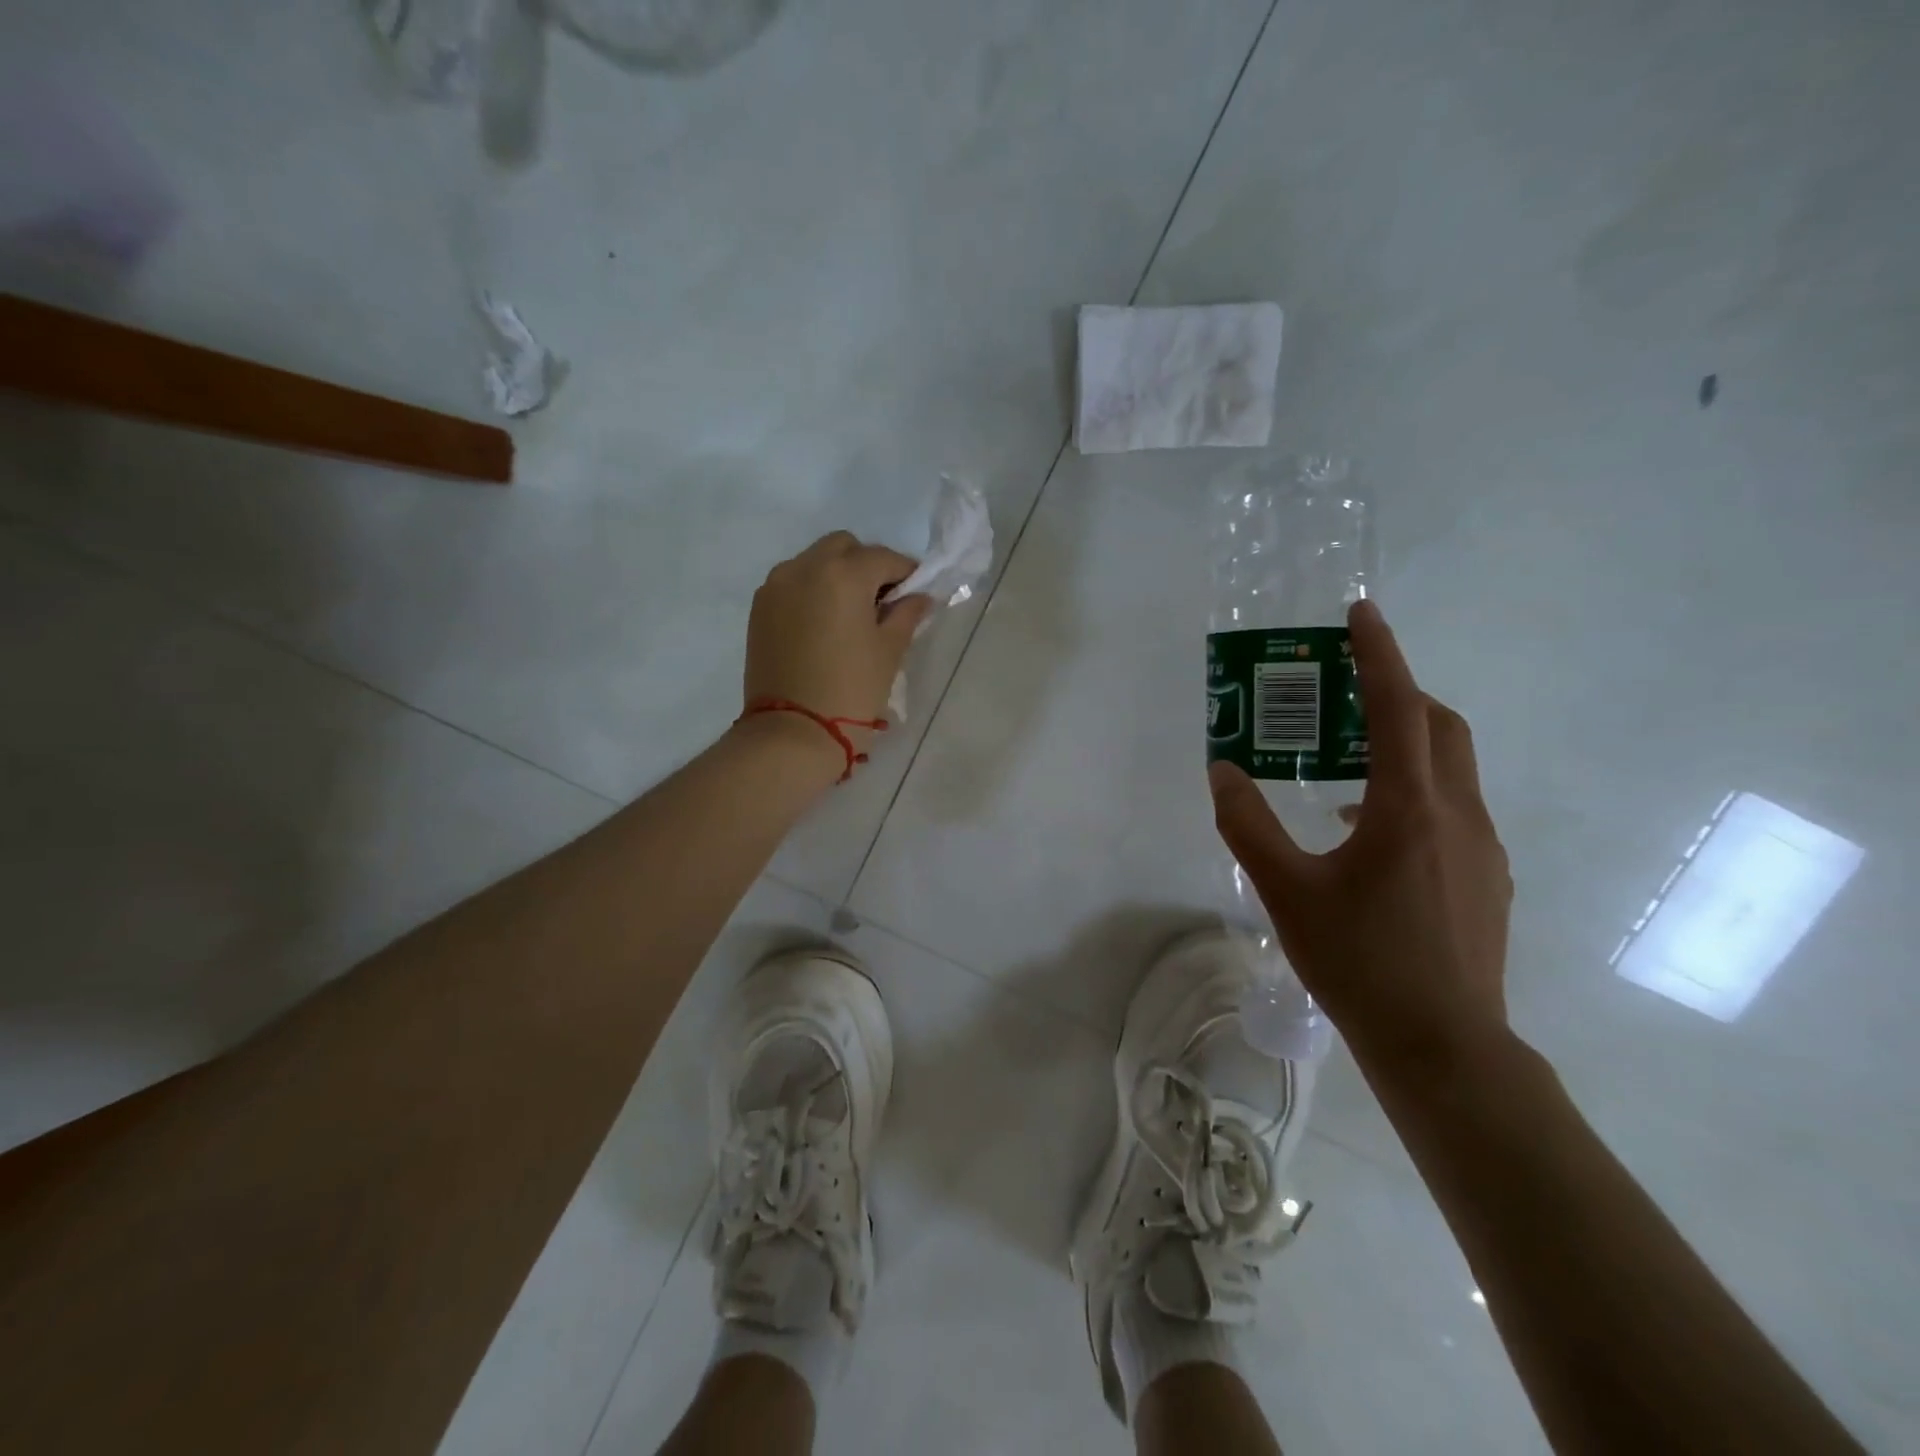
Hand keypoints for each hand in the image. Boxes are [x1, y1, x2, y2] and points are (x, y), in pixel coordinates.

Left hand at [743, 531, 931, 745]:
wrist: (792, 732)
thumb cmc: (851, 690)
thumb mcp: (889, 651)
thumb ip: (906, 615)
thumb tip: (918, 597)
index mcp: (843, 574)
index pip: (884, 558)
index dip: (906, 573)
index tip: (916, 594)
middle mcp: (805, 567)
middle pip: (844, 547)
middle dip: (866, 565)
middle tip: (882, 601)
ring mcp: (776, 586)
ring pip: (814, 561)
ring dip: (836, 575)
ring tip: (850, 613)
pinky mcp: (759, 608)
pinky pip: (792, 583)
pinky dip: (812, 590)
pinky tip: (824, 623)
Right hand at [1208, 598, 1512, 1082]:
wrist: (1443, 1047)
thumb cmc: (1360, 962)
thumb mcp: (1286, 891)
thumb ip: (1249, 825)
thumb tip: (1222, 771)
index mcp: (1409, 808)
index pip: (1398, 709)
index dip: (1379, 655)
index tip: (1360, 614)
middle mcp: (1458, 815)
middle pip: (1440, 728)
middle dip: (1399, 694)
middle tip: (1348, 692)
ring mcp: (1482, 849)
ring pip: (1451, 770)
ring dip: (1407, 745)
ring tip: (1349, 764)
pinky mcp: (1487, 879)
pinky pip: (1452, 810)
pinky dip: (1415, 792)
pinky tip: (1368, 832)